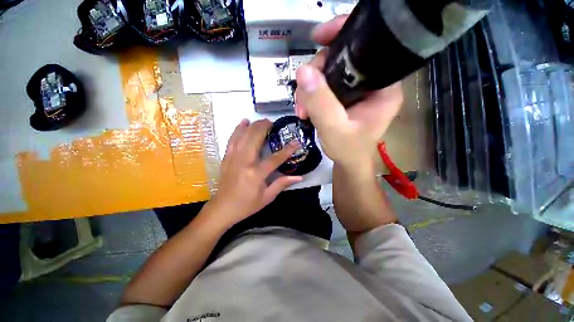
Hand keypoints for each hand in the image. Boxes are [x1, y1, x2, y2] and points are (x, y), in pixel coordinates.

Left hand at [208, 119, 302, 227]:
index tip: (297, 141)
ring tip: (262, 120)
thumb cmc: (246, 205)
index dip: (287, 149)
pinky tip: (243, 122)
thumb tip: (299, 177)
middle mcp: (244, 162)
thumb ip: (282, 184)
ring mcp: (233, 158)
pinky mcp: (226, 158)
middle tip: (273, 123)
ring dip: (253, 126)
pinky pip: (232, 140)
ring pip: (243, 136)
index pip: (275, 158)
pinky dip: (238, 129)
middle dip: (265, 128)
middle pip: (255, 139)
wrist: (222, 208)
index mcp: (256, 174)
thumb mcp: (267, 197)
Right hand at [295, 15, 403, 169]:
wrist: (348, 163)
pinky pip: (325, 86)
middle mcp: (373, 83)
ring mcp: (357, 90)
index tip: (318, 38)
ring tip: (302, 110)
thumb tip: (303, 70)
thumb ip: (320, 103)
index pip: (368, 47)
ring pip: (329, 73)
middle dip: (316, 74)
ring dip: (309, 89)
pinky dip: (311, 95)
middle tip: (302, 98)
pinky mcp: (345, 97)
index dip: (343, 35)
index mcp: (384, 87)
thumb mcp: (334, 129)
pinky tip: (305, 109)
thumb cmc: (348, 150)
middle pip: (342, 59)